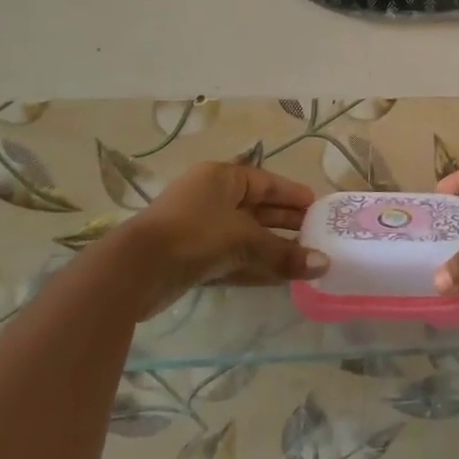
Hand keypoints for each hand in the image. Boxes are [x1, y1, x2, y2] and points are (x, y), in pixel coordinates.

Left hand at [127, 163, 328, 315]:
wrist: (135, 271)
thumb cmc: (195, 235)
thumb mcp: (245, 240)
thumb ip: (284, 253)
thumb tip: (324, 263)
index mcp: (222, 178)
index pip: (267, 182)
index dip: (293, 195)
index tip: (319, 208)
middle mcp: (211, 198)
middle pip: (257, 209)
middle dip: (286, 224)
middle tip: (317, 236)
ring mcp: (199, 229)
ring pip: (245, 237)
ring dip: (272, 249)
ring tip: (305, 261)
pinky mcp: (192, 259)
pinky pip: (232, 259)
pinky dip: (254, 267)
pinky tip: (279, 280)